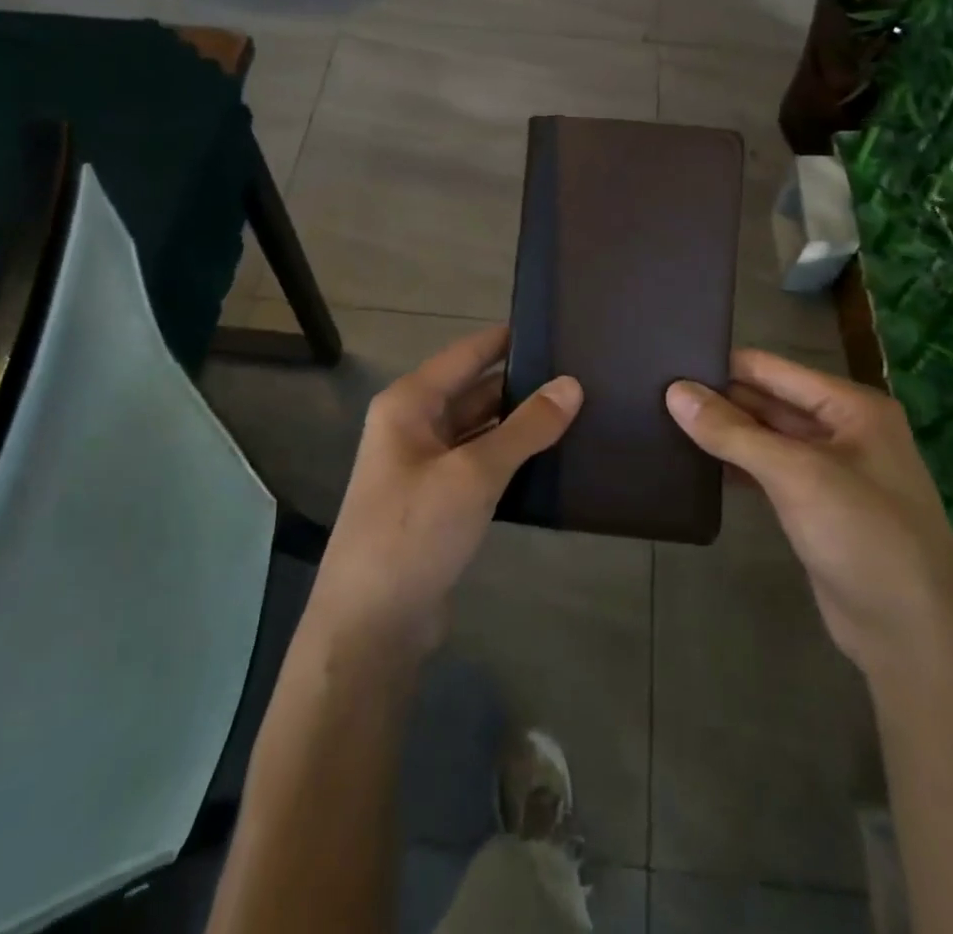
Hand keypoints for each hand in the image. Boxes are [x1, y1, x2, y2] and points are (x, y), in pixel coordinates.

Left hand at [306, 325, 581, 659]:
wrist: (370, 625)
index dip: (508, 339)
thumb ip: (525, 428)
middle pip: (475, 391)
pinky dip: (512, 458)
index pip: (467, 354)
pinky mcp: (439, 502)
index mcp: (409, 404)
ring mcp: (425, 466)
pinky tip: (552, 458)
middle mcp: (414, 426)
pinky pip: (481, 464)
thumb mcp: (474, 475)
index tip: (556, 327)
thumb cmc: (413, 532)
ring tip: (579, 410)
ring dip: (520, 424)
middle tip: (581, 374)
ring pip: (481, 429)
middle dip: (523, 385)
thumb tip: (572, 384)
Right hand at [667, 350, 952, 674]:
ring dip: (725, 433)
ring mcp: (831, 471)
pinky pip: (768, 472)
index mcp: (851, 406)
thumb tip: (674, 391)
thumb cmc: (863, 536)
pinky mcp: (816, 507)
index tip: (668, 361)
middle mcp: (843, 430)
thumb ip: (732, 432)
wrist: (913, 637)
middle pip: (768, 401)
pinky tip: (697, 464)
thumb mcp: (796, 475)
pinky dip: (736, 465)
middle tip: (655, 392)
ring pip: (766, 438)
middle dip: (719, 399)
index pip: (773, 369)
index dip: (723, 365)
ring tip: (664, 421)